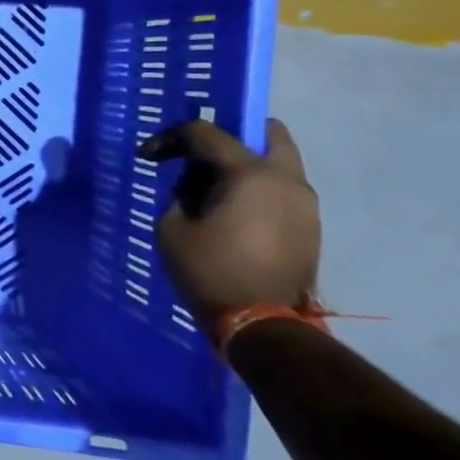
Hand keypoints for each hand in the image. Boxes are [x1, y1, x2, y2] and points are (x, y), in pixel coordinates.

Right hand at [139, 118, 319, 320]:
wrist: (263, 326)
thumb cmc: (210, 271)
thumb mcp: (172, 227)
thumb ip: (181, 193)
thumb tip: (196, 186)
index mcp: (250, 174)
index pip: (206, 133)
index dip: (171, 138)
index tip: (148, 156)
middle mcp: (286, 180)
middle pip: (267, 132)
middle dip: (231, 135)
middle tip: (200, 155)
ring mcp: (305, 204)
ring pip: (278, 162)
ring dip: (246, 165)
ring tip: (213, 188)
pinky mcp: (311, 226)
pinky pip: (282, 189)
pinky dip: (258, 188)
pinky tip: (233, 210)